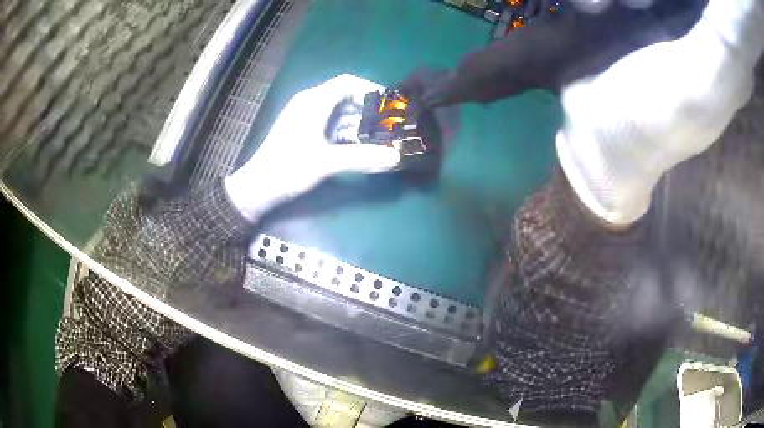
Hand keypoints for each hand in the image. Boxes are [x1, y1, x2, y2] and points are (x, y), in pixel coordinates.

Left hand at [224, 74, 401, 221]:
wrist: (257, 188)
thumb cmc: (288, 169)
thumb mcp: (327, 162)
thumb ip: (363, 157)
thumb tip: (396, 157)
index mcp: (313, 101)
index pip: (347, 83)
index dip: (370, 89)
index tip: (390, 105)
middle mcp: (310, 104)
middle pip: (345, 98)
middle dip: (368, 111)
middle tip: (390, 126)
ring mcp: (306, 118)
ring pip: (339, 114)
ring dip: (359, 125)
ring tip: (380, 139)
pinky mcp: (304, 132)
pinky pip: (331, 126)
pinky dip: (347, 134)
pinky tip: (361, 147)